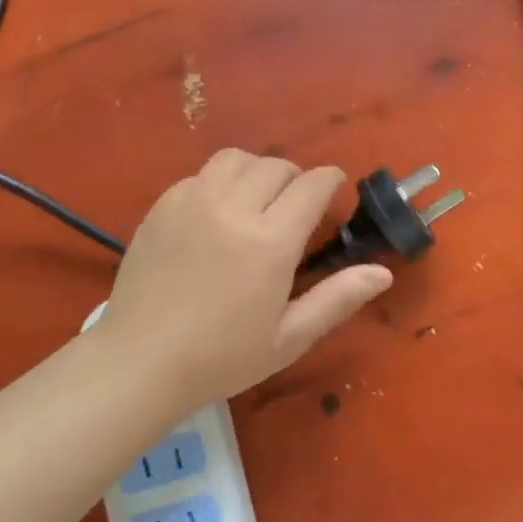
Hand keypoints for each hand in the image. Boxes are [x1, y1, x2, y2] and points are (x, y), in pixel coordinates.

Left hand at [96, 150, 392, 407]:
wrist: (140, 361)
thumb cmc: (221, 357)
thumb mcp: (288, 338)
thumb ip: (337, 299)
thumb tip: (382, 272)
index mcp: (270, 241)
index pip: (312, 185)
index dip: (330, 180)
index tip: (334, 190)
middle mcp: (233, 208)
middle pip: (276, 166)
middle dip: (296, 178)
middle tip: (296, 205)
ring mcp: (192, 201)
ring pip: (236, 159)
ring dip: (256, 170)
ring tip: (257, 199)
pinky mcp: (162, 206)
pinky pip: (200, 175)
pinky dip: (218, 182)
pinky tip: (216, 212)